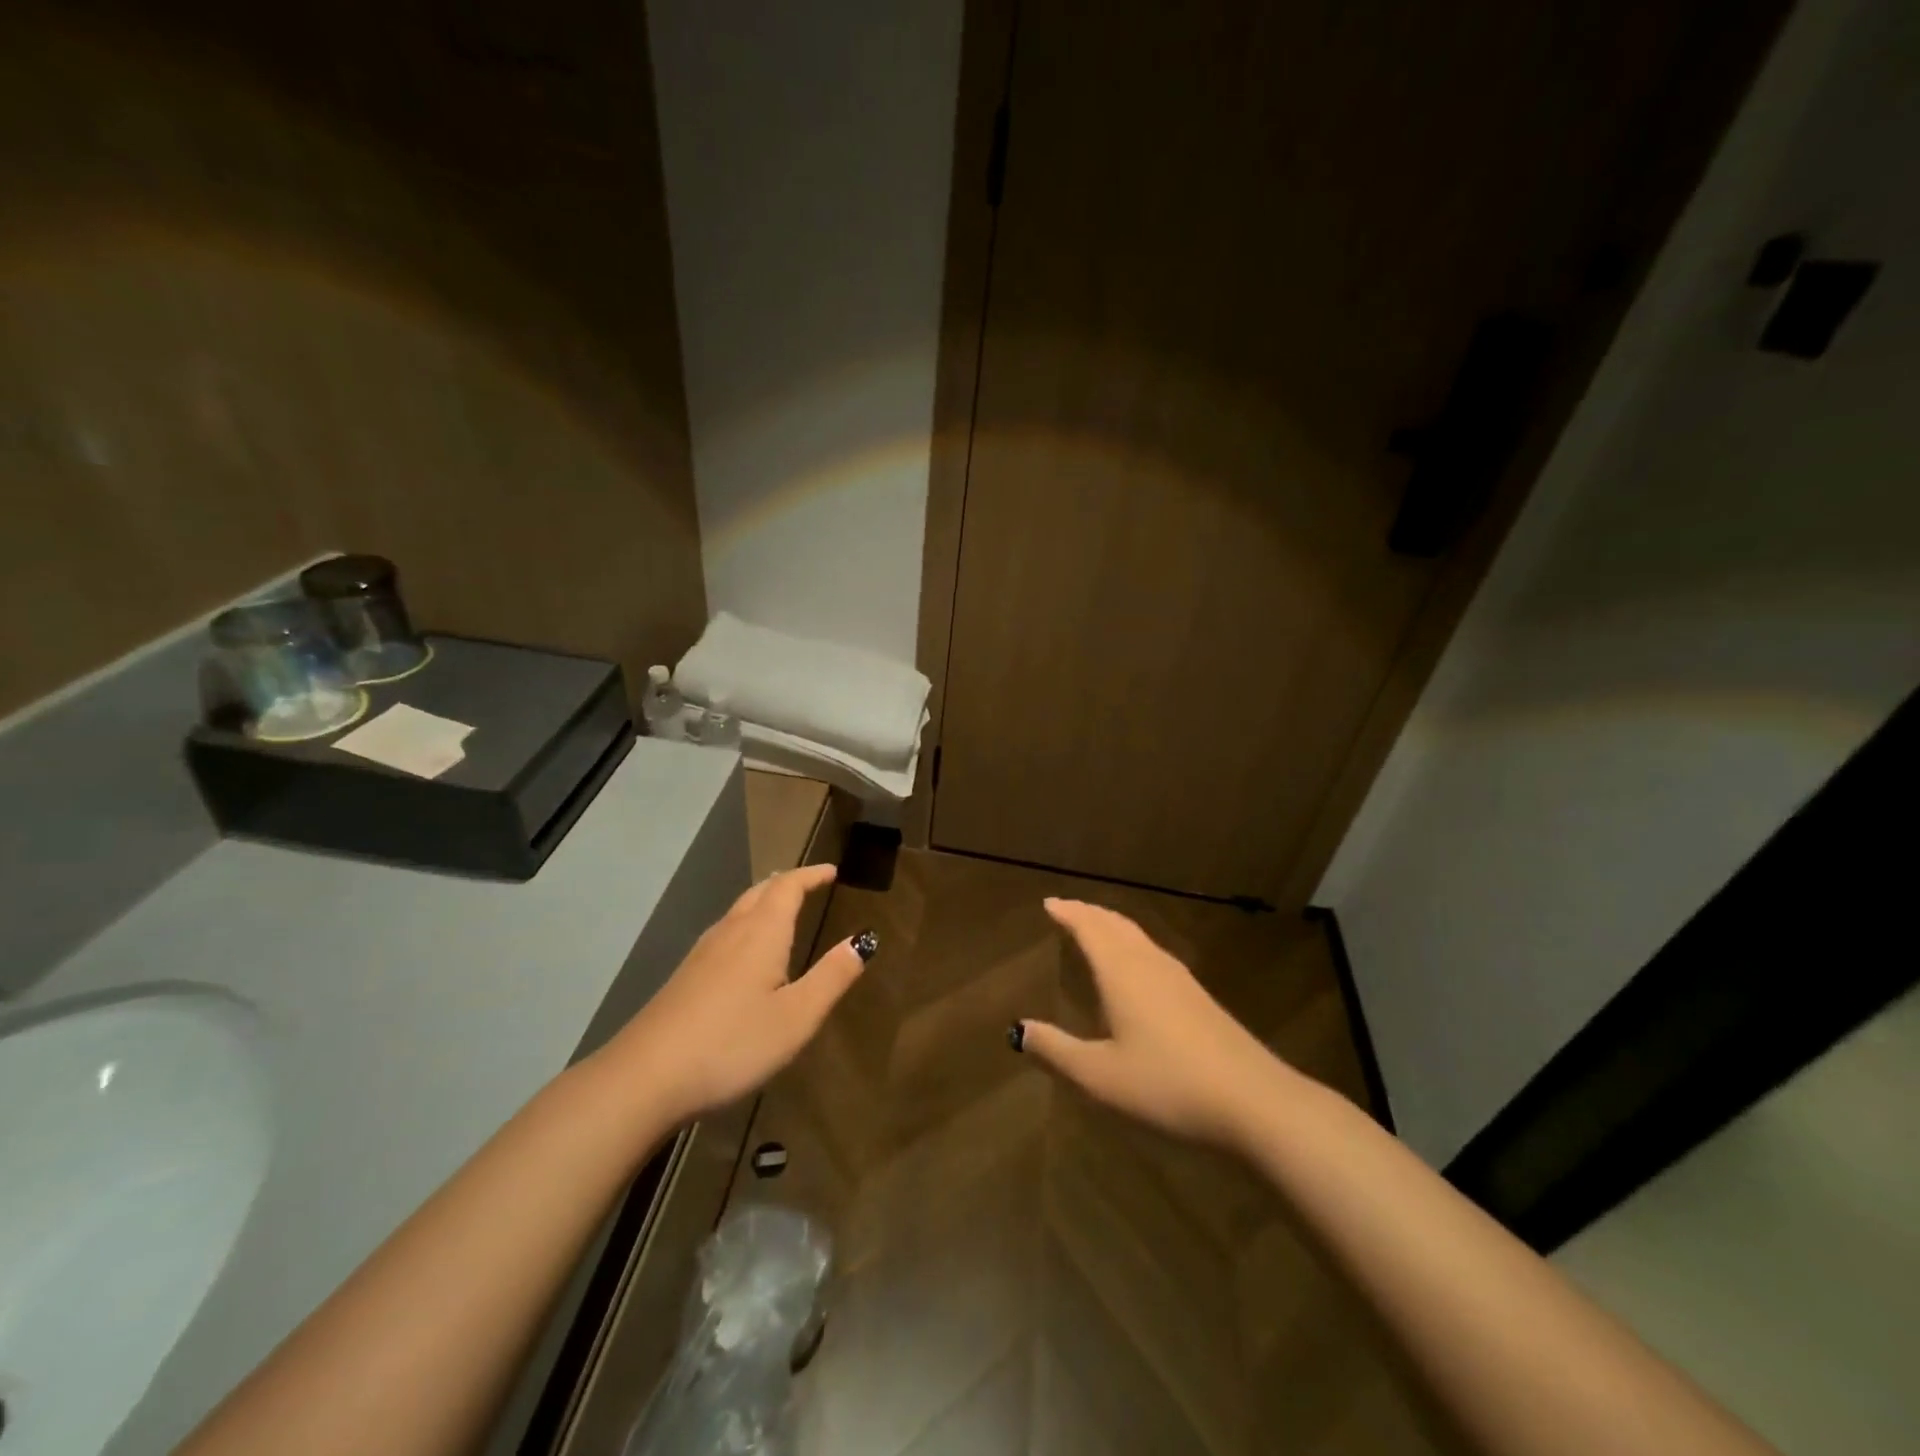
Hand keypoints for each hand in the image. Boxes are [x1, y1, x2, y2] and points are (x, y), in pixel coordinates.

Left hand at [603, 864, 870, 1124]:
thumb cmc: (732, 1043)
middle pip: (760, 892)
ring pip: (738, 911)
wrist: (644, 1078)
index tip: (831, 871)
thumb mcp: (797, 1017)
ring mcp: (701, 954)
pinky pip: (724, 933)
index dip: (811, 875)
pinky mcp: (685, 977)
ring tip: (781, 909)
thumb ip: (832, 977)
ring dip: (764, 901)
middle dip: (787, 883)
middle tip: (809, 883)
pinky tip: (744, 952)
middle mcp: (730, 932)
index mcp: (761, 933)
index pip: (788, 887)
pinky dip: (746, 924)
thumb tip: (863, 940)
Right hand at [1016, 897, 1289, 1148]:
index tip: (1049, 902)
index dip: (1068, 913)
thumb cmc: (1167, 1085)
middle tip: (1068, 909)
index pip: (1089, 928)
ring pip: (1138, 937)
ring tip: (1097, 928)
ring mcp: (1179, 979)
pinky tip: (1139, 967)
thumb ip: (1057, 1050)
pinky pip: (1154, 953)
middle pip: (1116, 925)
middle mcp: (1149, 964)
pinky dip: (1133, 944)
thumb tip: (1018, 1029)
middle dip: (1089, 913)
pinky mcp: (1199, 997)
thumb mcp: (1100, 1076)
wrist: (1253, 1101)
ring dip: (1113, 926)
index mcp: (1122, 973)